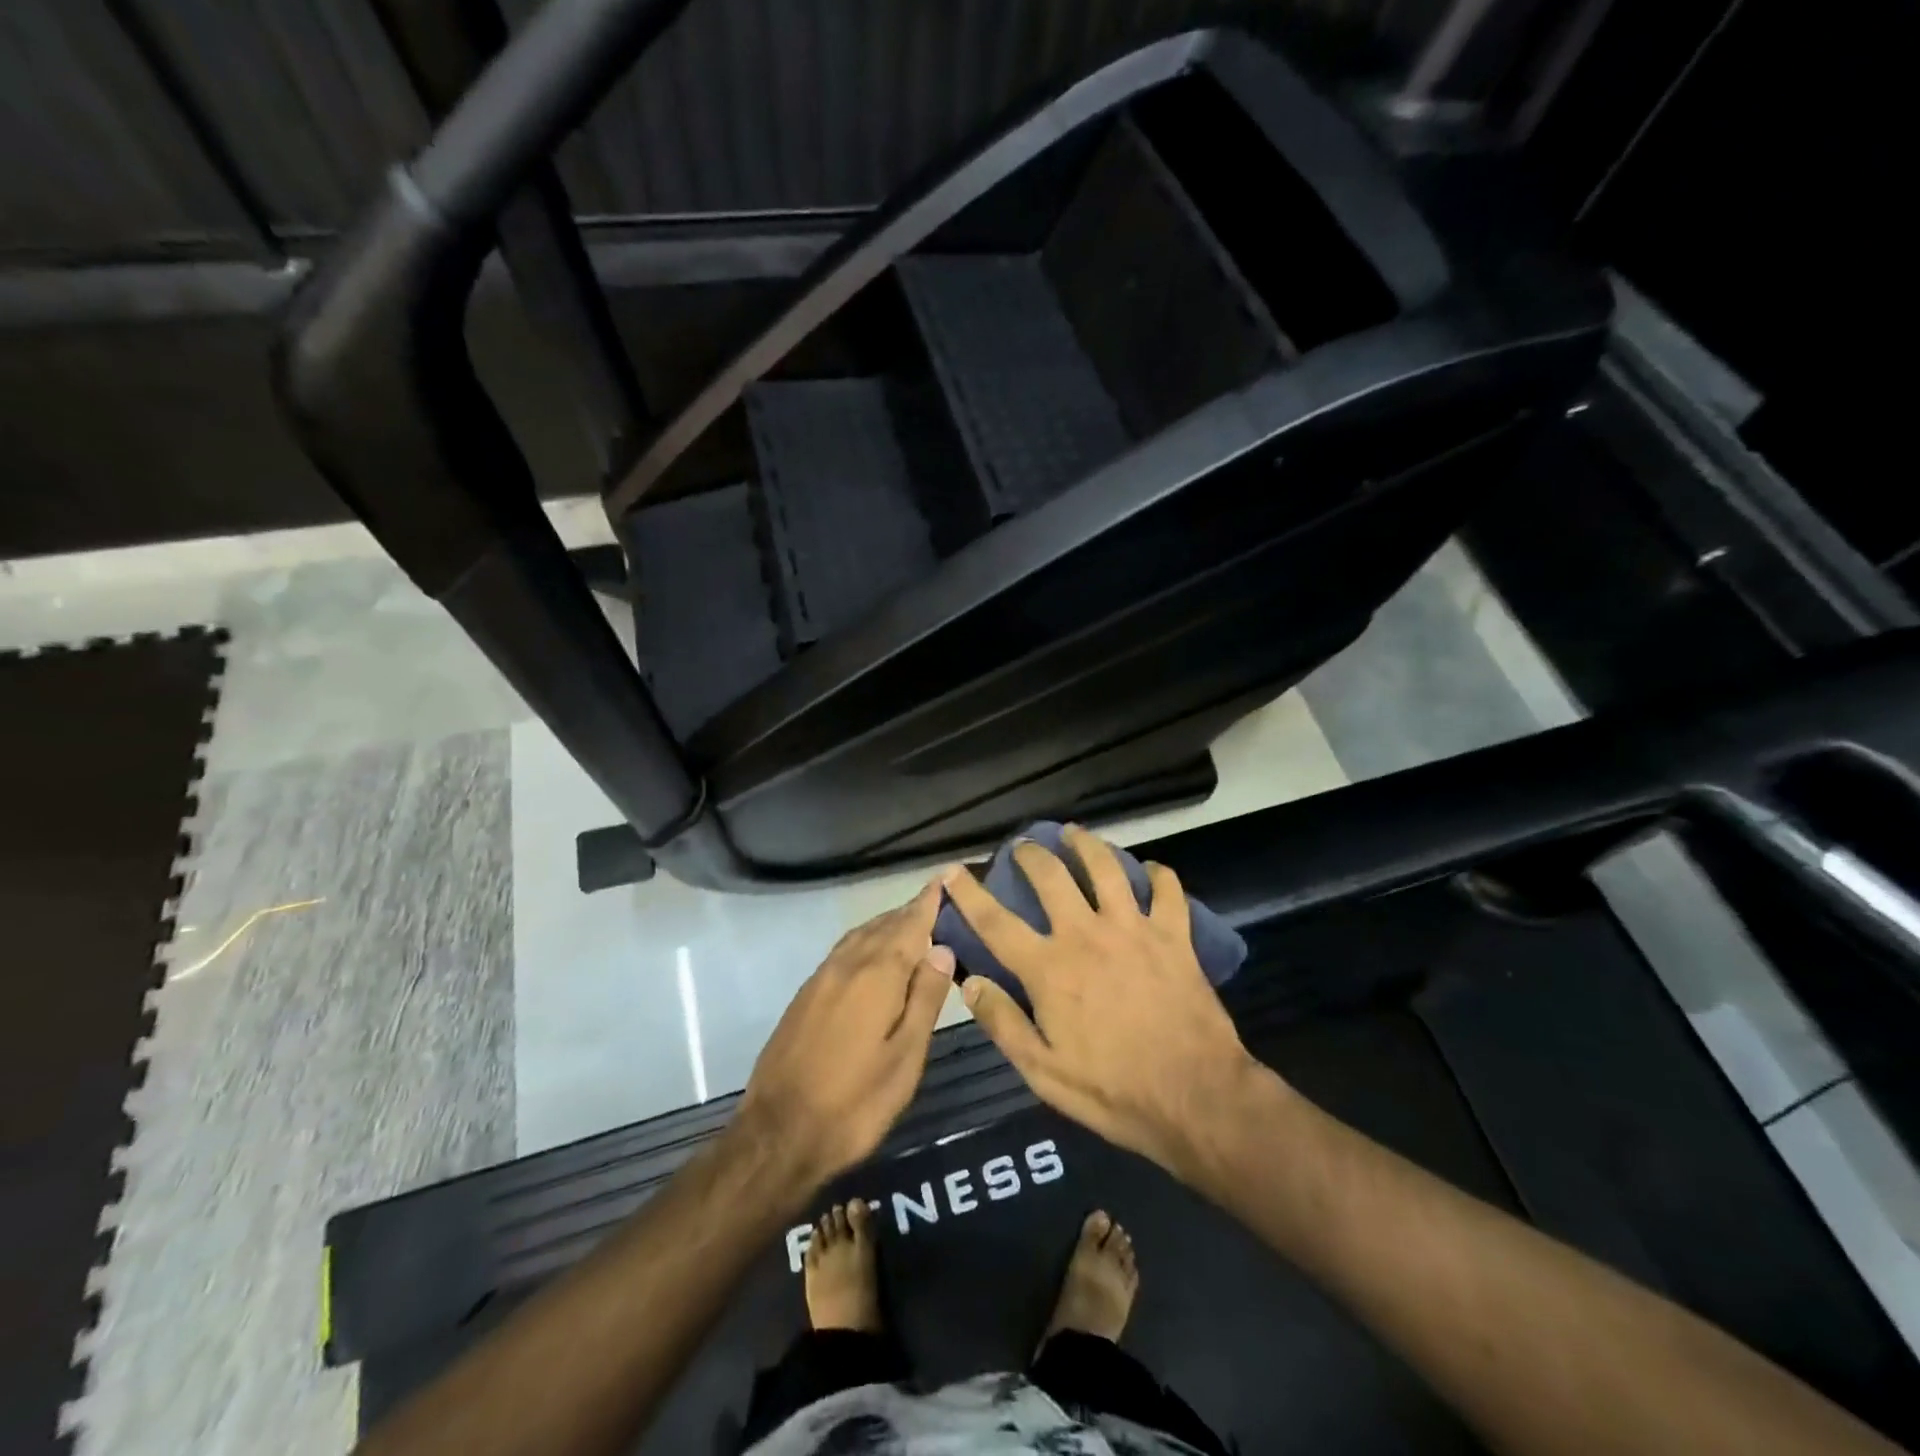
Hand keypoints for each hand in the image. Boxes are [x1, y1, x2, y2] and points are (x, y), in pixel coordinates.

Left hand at [736, 875, 956, 1188]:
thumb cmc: (855, 1102)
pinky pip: (844, 951)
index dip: (929, 901)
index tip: (946, 877)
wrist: (778, 1134)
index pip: (910, 924)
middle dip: (911, 912)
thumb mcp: (905, 1057)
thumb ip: (925, 998)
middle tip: (938, 903)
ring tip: (911, 924)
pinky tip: (872, 955)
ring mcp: (821, 978)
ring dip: (887, 925)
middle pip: (884, 925)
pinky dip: (866, 942)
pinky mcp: (805, 995)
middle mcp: (847, 965)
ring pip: (861, 936)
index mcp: (877, 975)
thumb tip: (942, 948)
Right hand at [946, 825, 1265, 1182]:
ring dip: (1086, 844)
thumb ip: (1003, 1023)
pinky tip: (1150, 869)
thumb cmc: (1114, 1091)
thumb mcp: (1043, 1072)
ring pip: (1106, 868)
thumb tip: (969, 982)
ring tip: (1074, 833)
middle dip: (1031, 855)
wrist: (1196, 1096)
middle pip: (1051, 877)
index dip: (969, 893)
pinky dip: (1158, 874)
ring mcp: (1133, 929)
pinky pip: (1167, 890)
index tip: (952, 870)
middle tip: (1023, 846)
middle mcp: (1086, 935)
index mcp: (1049, 968)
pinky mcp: (1174, 935)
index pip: (996, 922)